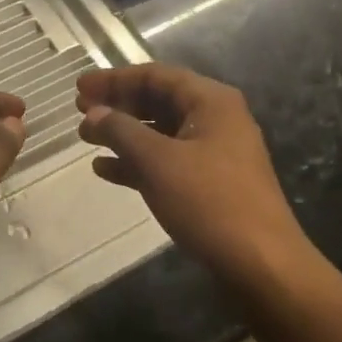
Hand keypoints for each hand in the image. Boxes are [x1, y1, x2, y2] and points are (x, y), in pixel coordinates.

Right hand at [77, 64, 308, 284]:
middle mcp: (215, 119)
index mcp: (211, 101)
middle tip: (79, 110)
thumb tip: (93, 113)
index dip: (114, 79)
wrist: (262, 265)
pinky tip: (105, 170)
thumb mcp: (158, 161)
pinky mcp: (210, 184)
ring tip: (86, 138)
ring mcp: (214, 153)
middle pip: (158, 101)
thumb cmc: (210, 202)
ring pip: (160, 133)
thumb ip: (121, 131)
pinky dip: (137, 162)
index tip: (79, 87)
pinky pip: (167, 161)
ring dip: (123, 134)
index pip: (155, 76)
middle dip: (118, 105)